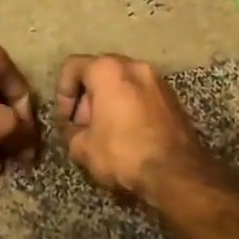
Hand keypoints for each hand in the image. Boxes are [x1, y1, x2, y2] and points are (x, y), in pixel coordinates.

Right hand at [54, 54, 216, 201]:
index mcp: (108, 70)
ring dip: (110, 103)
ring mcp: (158, 80)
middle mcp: (135, 66)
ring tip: (106, 133)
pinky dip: (130, 108)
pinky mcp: (174, 98)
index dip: (62, 93)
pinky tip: (129, 136)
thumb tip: (75, 129)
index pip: (72, 67)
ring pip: (123, 83)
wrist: (176, 172)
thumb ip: (71, 132)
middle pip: (100, 72)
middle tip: (85, 126)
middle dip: (87, 98)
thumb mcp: (83, 148)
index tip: (67, 119)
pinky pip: (142, 95)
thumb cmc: (123, 153)